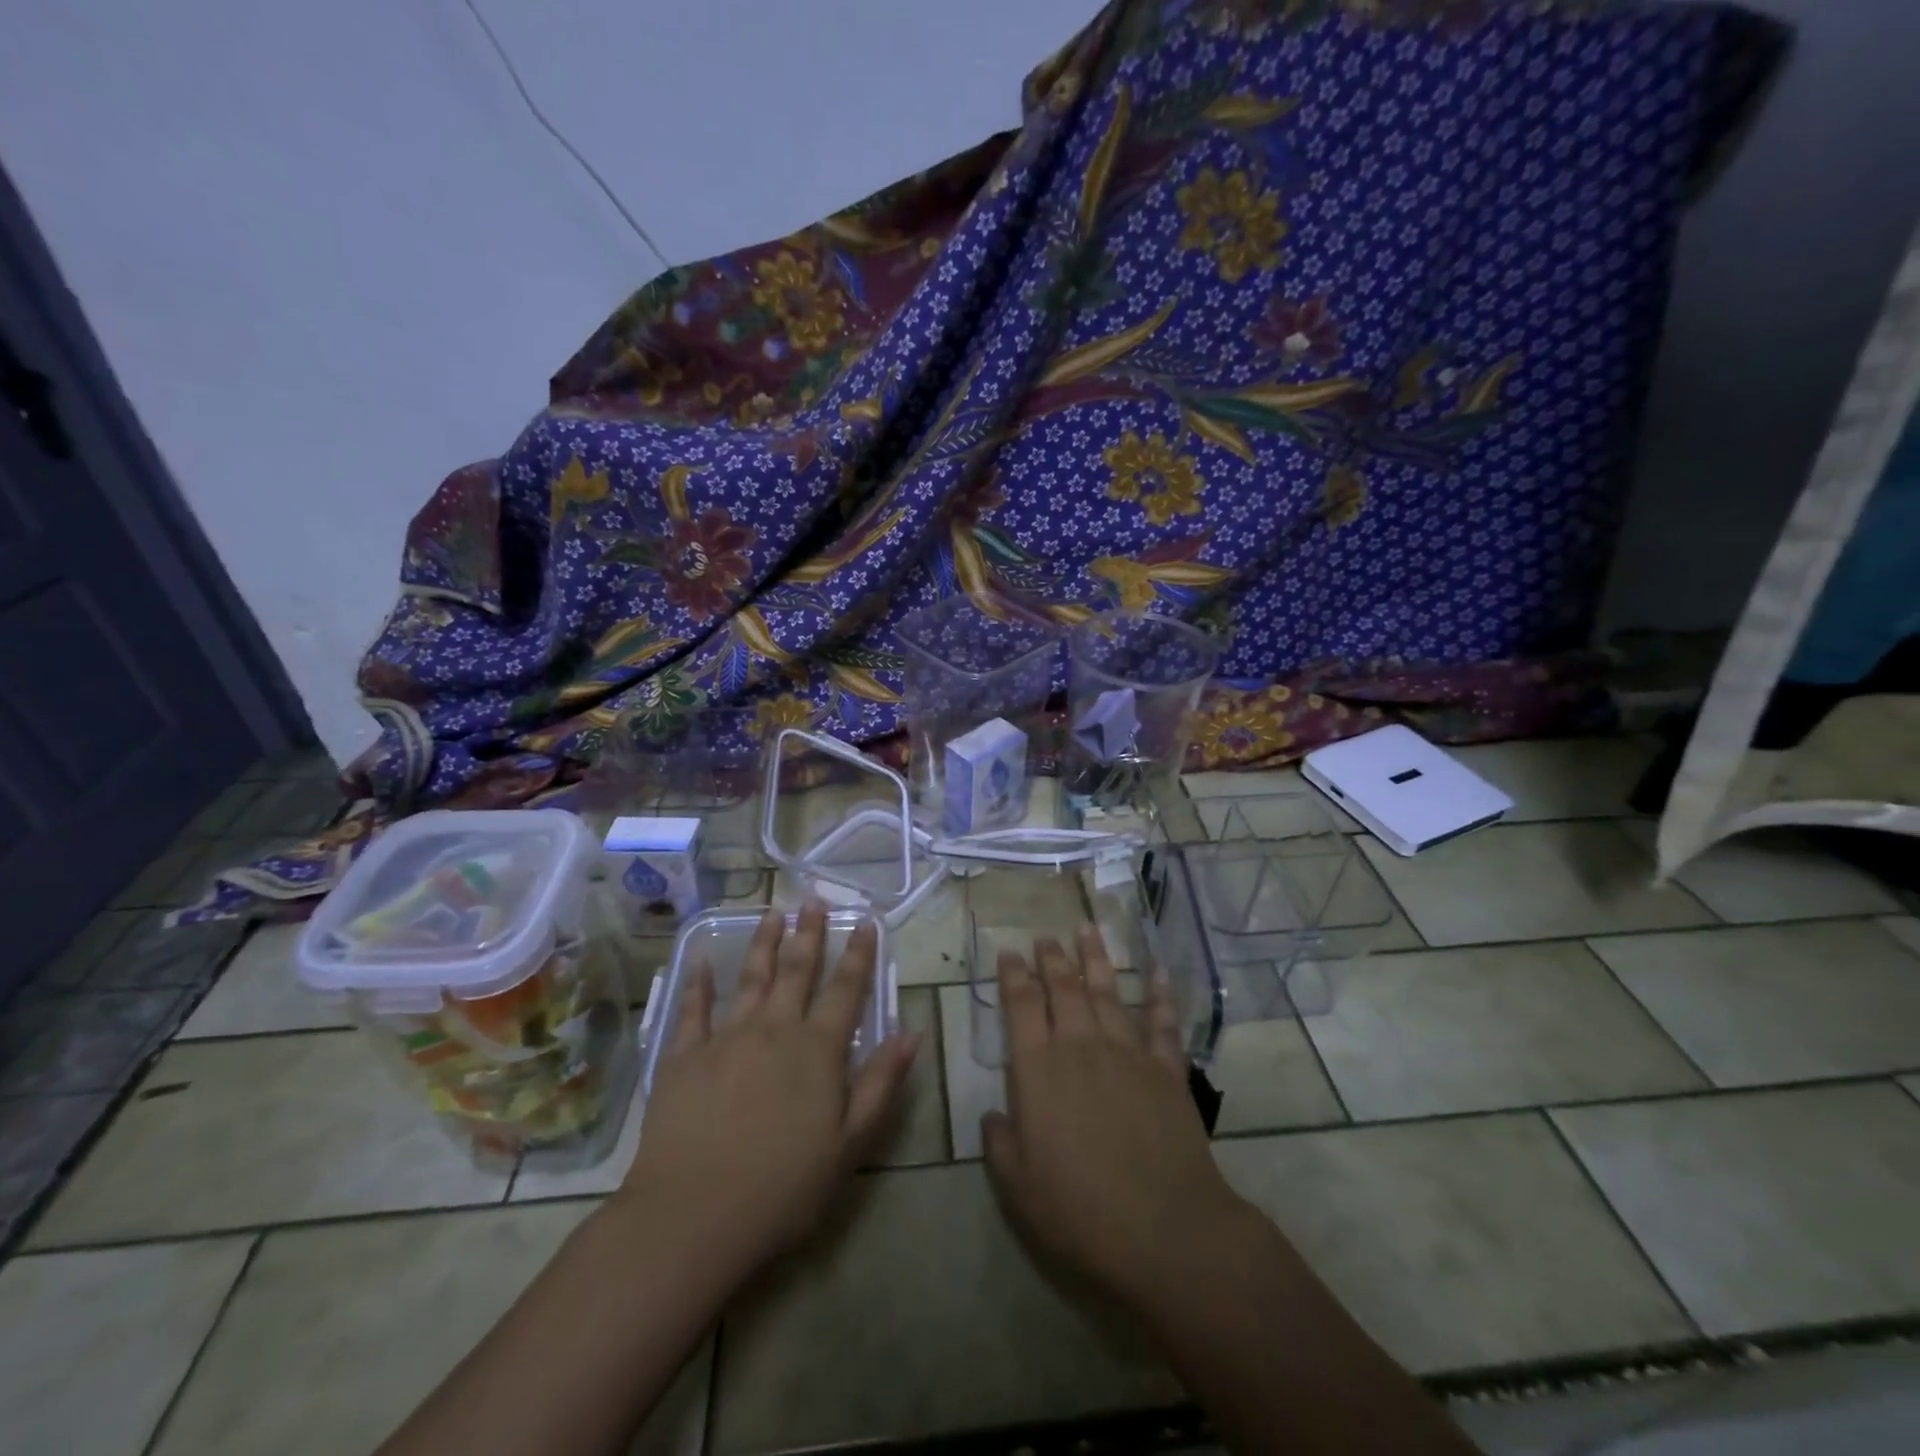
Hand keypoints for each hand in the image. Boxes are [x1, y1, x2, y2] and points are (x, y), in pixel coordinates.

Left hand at [618, 901, 919, 1274]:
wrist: (693, 1216)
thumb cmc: (783, 1188)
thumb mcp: (849, 1144)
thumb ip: (880, 1083)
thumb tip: (910, 1032)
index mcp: (817, 1051)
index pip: (846, 991)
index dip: (859, 954)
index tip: (866, 922)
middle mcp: (774, 1030)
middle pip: (796, 971)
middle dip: (809, 934)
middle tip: (813, 900)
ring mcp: (726, 1039)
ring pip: (751, 978)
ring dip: (763, 943)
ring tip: (772, 912)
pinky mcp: (684, 1057)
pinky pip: (693, 1010)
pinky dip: (699, 983)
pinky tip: (700, 960)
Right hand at [983, 925, 1249, 1310]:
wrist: (1164, 1228)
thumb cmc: (1080, 1209)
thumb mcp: (1018, 1186)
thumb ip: (1000, 1143)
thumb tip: (992, 1115)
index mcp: (1039, 1069)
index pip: (1021, 1006)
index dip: (1013, 975)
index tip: (1009, 952)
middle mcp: (1081, 1046)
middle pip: (1063, 988)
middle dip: (1051, 958)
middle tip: (1044, 935)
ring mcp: (1127, 1053)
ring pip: (1107, 992)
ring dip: (1095, 959)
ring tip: (1087, 929)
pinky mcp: (1166, 1069)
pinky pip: (1162, 1022)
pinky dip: (1161, 994)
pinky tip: (1159, 971)